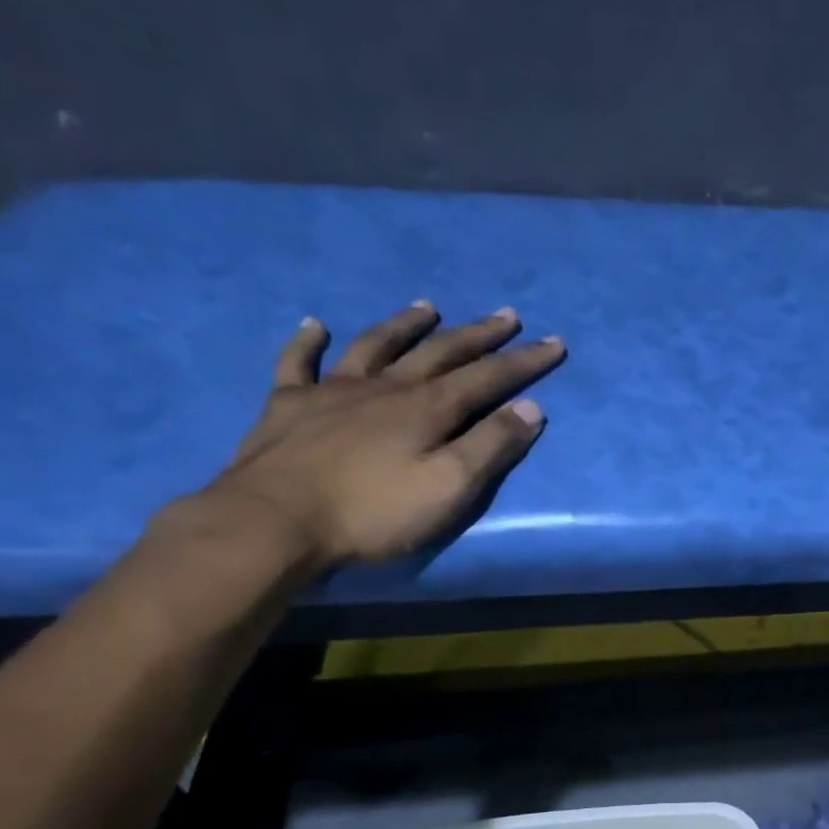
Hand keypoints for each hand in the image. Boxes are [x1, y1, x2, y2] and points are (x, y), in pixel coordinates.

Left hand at [191, 302, 565, 569]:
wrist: (275, 521)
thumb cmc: (372, 512)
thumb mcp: (449, 487)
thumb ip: (491, 446)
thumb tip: (531, 408)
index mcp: (427, 409)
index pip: (488, 378)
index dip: (523, 361)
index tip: (554, 342)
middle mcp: (385, 388)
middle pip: (439, 352)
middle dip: (478, 335)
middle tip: (506, 316)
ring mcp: (332, 392)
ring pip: (376, 346)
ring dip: (405, 325)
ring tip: (427, 307)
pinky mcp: (288, 406)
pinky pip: (298, 363)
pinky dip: (308, 342)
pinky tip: (315, 326)